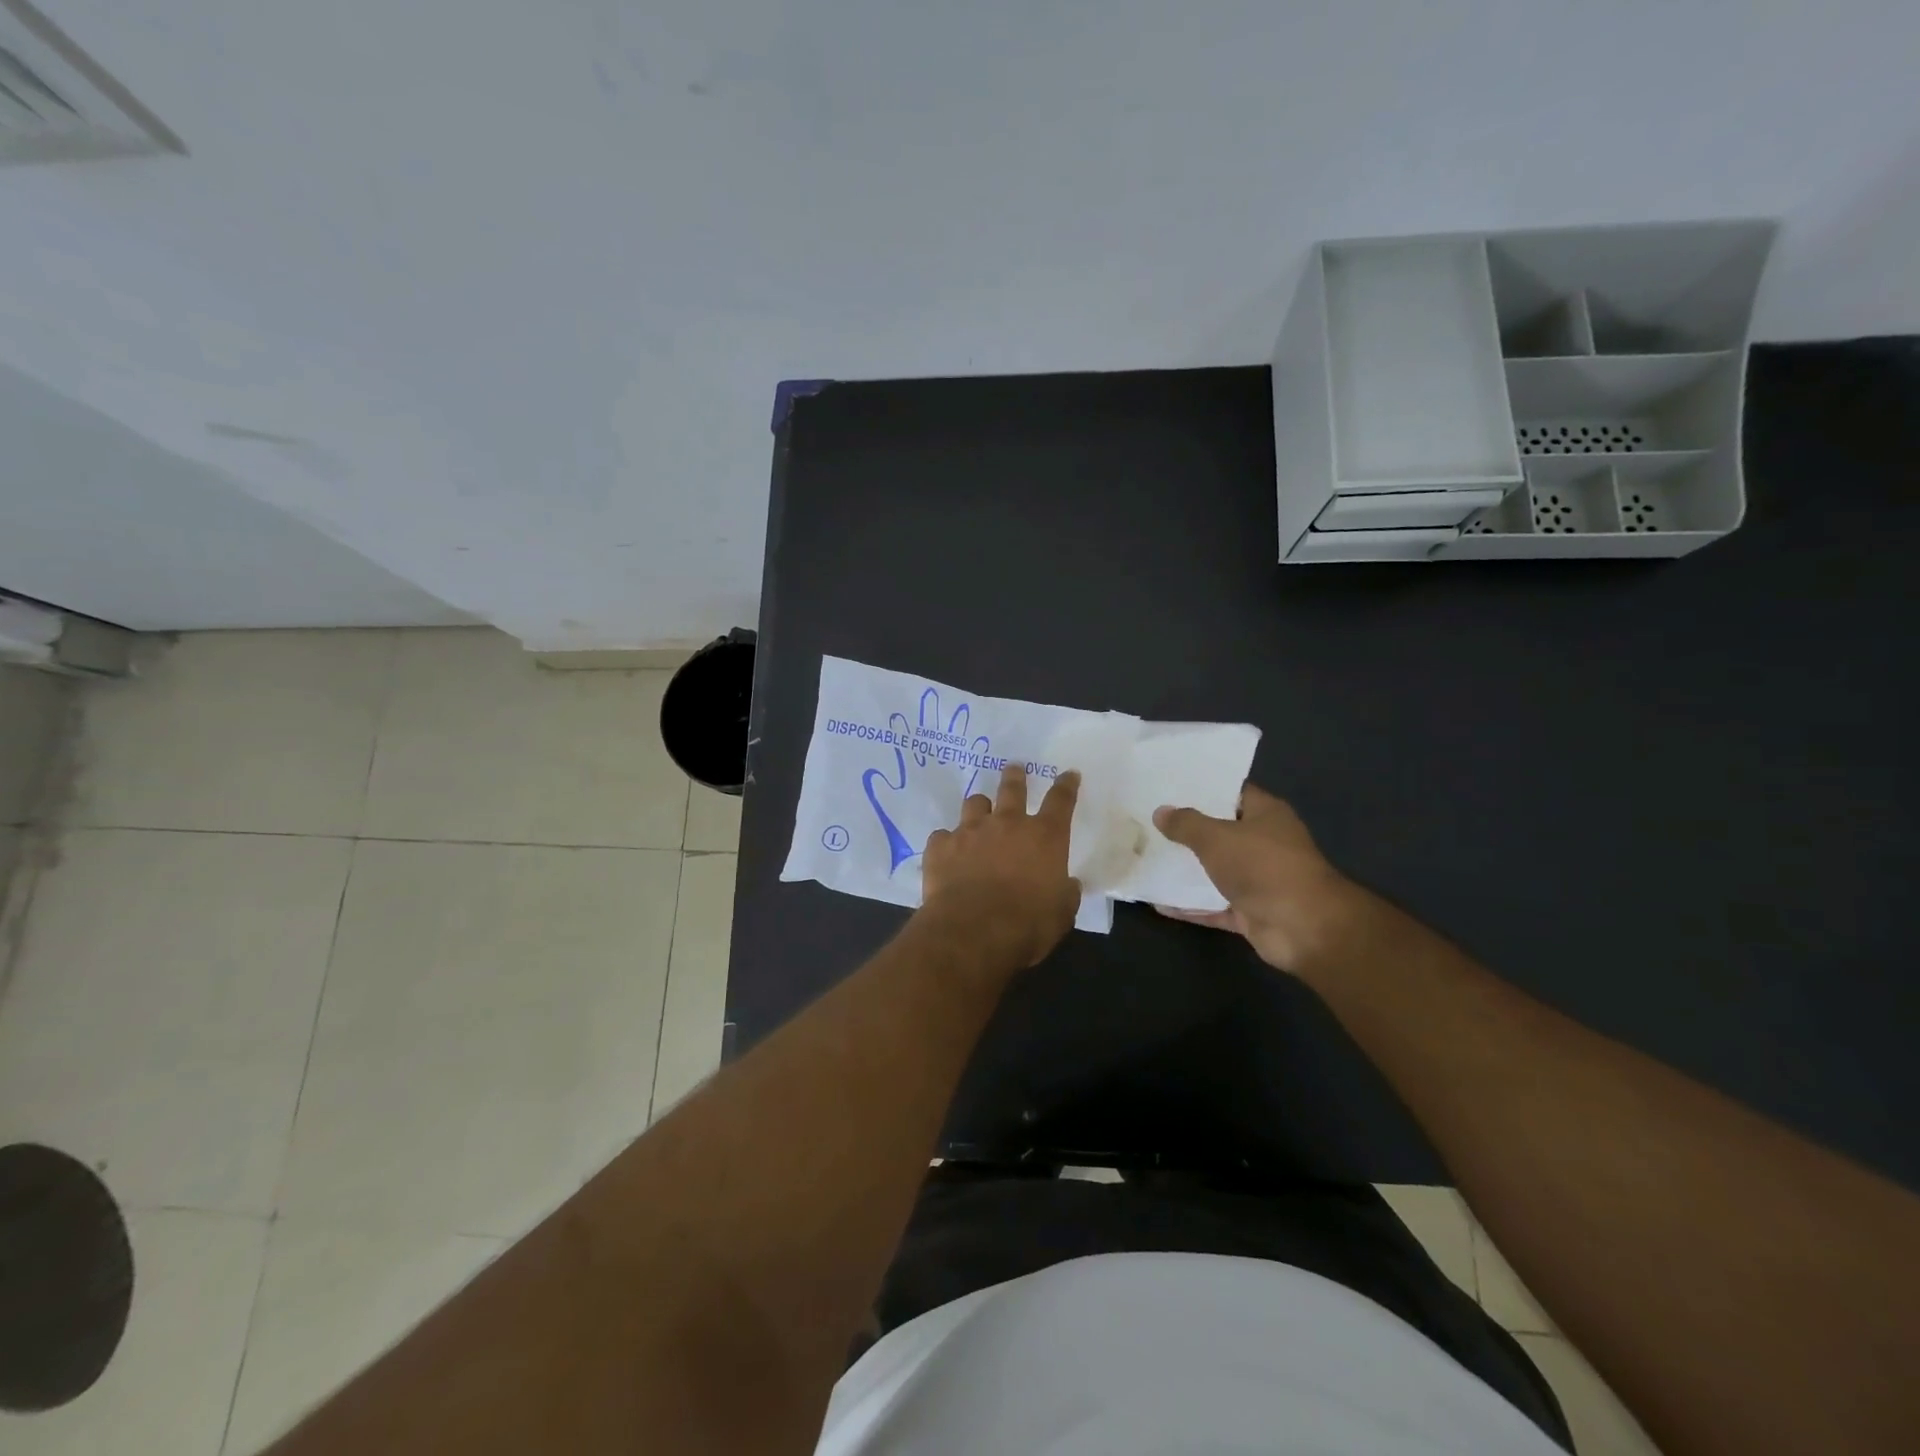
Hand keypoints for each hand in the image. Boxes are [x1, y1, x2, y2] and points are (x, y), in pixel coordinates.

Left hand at [920, 765, 1081, 967]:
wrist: (972, 931)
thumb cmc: (1027, 924)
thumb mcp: (1061, 914)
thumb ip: (1065, 894)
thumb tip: (1067, 885)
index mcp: (1044, 837)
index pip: (1060, 801)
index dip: (1066, 785)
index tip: (1069, 774)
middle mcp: (1007, 824)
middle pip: (1012, 788)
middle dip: (1015, 776)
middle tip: (1014, 768)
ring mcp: (970, 831)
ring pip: (975, 803)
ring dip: (980, 807)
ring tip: (979, 813)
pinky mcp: (941, 846)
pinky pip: (943, 835)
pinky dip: (948, 842)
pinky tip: (947, 854)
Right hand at [1152, 784, 1366, 976]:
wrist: (1303, 928)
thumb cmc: (1263, 867)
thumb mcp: (1216, 837)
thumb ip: (1186, 824)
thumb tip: (1161, 812)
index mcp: (1266, 814)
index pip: (1232, 793)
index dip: (1202, 790)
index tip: (1169, 788)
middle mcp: (1265, 843)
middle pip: (1221, 833)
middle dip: (1188, 831)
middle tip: (1150, 822)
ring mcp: (1259, 880)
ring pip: (1216, 871)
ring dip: (1187, 870)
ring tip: (1147, 859)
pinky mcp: (1251, 912)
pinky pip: (1214, 906)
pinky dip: (1190, 906)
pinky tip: (1158, 902)